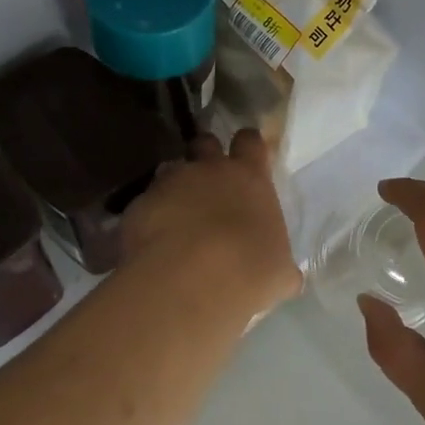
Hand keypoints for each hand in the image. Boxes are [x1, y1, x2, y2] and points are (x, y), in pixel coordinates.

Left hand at [120, 130, 300, 316]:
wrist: (189, 282)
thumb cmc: (248, 271)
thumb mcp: (278, 273)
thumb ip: (280, 264)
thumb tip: (286, 276)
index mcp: (250, 178)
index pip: (250, 142)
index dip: (248, 146)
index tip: (247, 156)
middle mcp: (209, 170)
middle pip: (205, 142)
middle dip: (205, 155)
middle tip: (208, 180)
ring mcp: (169, 184)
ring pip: (170, 170)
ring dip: (175, 186)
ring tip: (177, 215)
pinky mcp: (138, 205)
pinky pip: (145, 203)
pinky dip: (150, 217)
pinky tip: (153, 243)